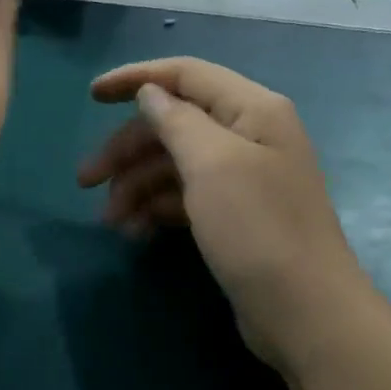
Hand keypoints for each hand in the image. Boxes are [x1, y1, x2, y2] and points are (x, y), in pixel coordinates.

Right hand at [76, 57, 367, 371]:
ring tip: (111, 221)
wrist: (305, 314)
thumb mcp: (212, 164)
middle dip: (127, 149)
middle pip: (174, 124)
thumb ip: (176, 121)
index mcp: (252, 110)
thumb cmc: (257, 228)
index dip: (137, 78)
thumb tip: (151, 93)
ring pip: (175, 164)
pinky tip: (136, 233)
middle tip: (85, 181)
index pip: (186, 75)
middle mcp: (249, 135)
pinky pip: (186, 197)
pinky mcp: (235, 215)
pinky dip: (157, 208)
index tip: (91, 96)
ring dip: (137, 185)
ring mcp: (243, 178)